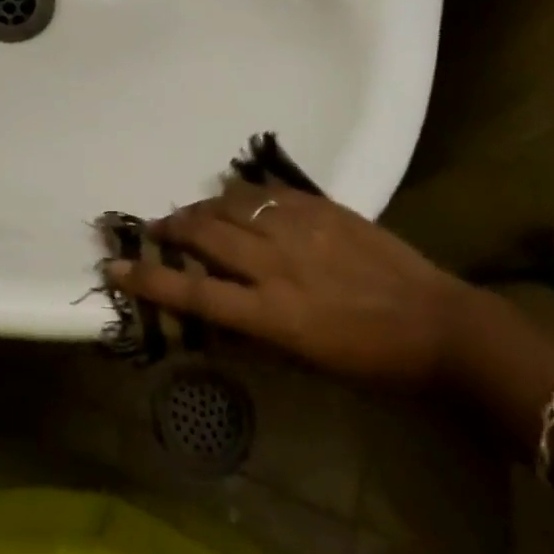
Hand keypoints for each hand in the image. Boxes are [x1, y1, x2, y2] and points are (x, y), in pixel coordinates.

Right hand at [108, 182, 475, 389]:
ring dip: (202, 208)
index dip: (149, 281)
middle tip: (155, 229)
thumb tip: (213, 308)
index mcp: (273, 314)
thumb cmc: (371, 360)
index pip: (194, 295)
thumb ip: (255, 330)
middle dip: (171, 229)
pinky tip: (235, 197)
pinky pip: (266, 192)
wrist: (438, 325)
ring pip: (230, 206)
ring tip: (191, 213)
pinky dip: (242, 194)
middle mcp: (276, 266)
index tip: (115, 266)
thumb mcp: (306, 361)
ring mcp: (298, 230)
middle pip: (204, 236)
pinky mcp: (320, 207)